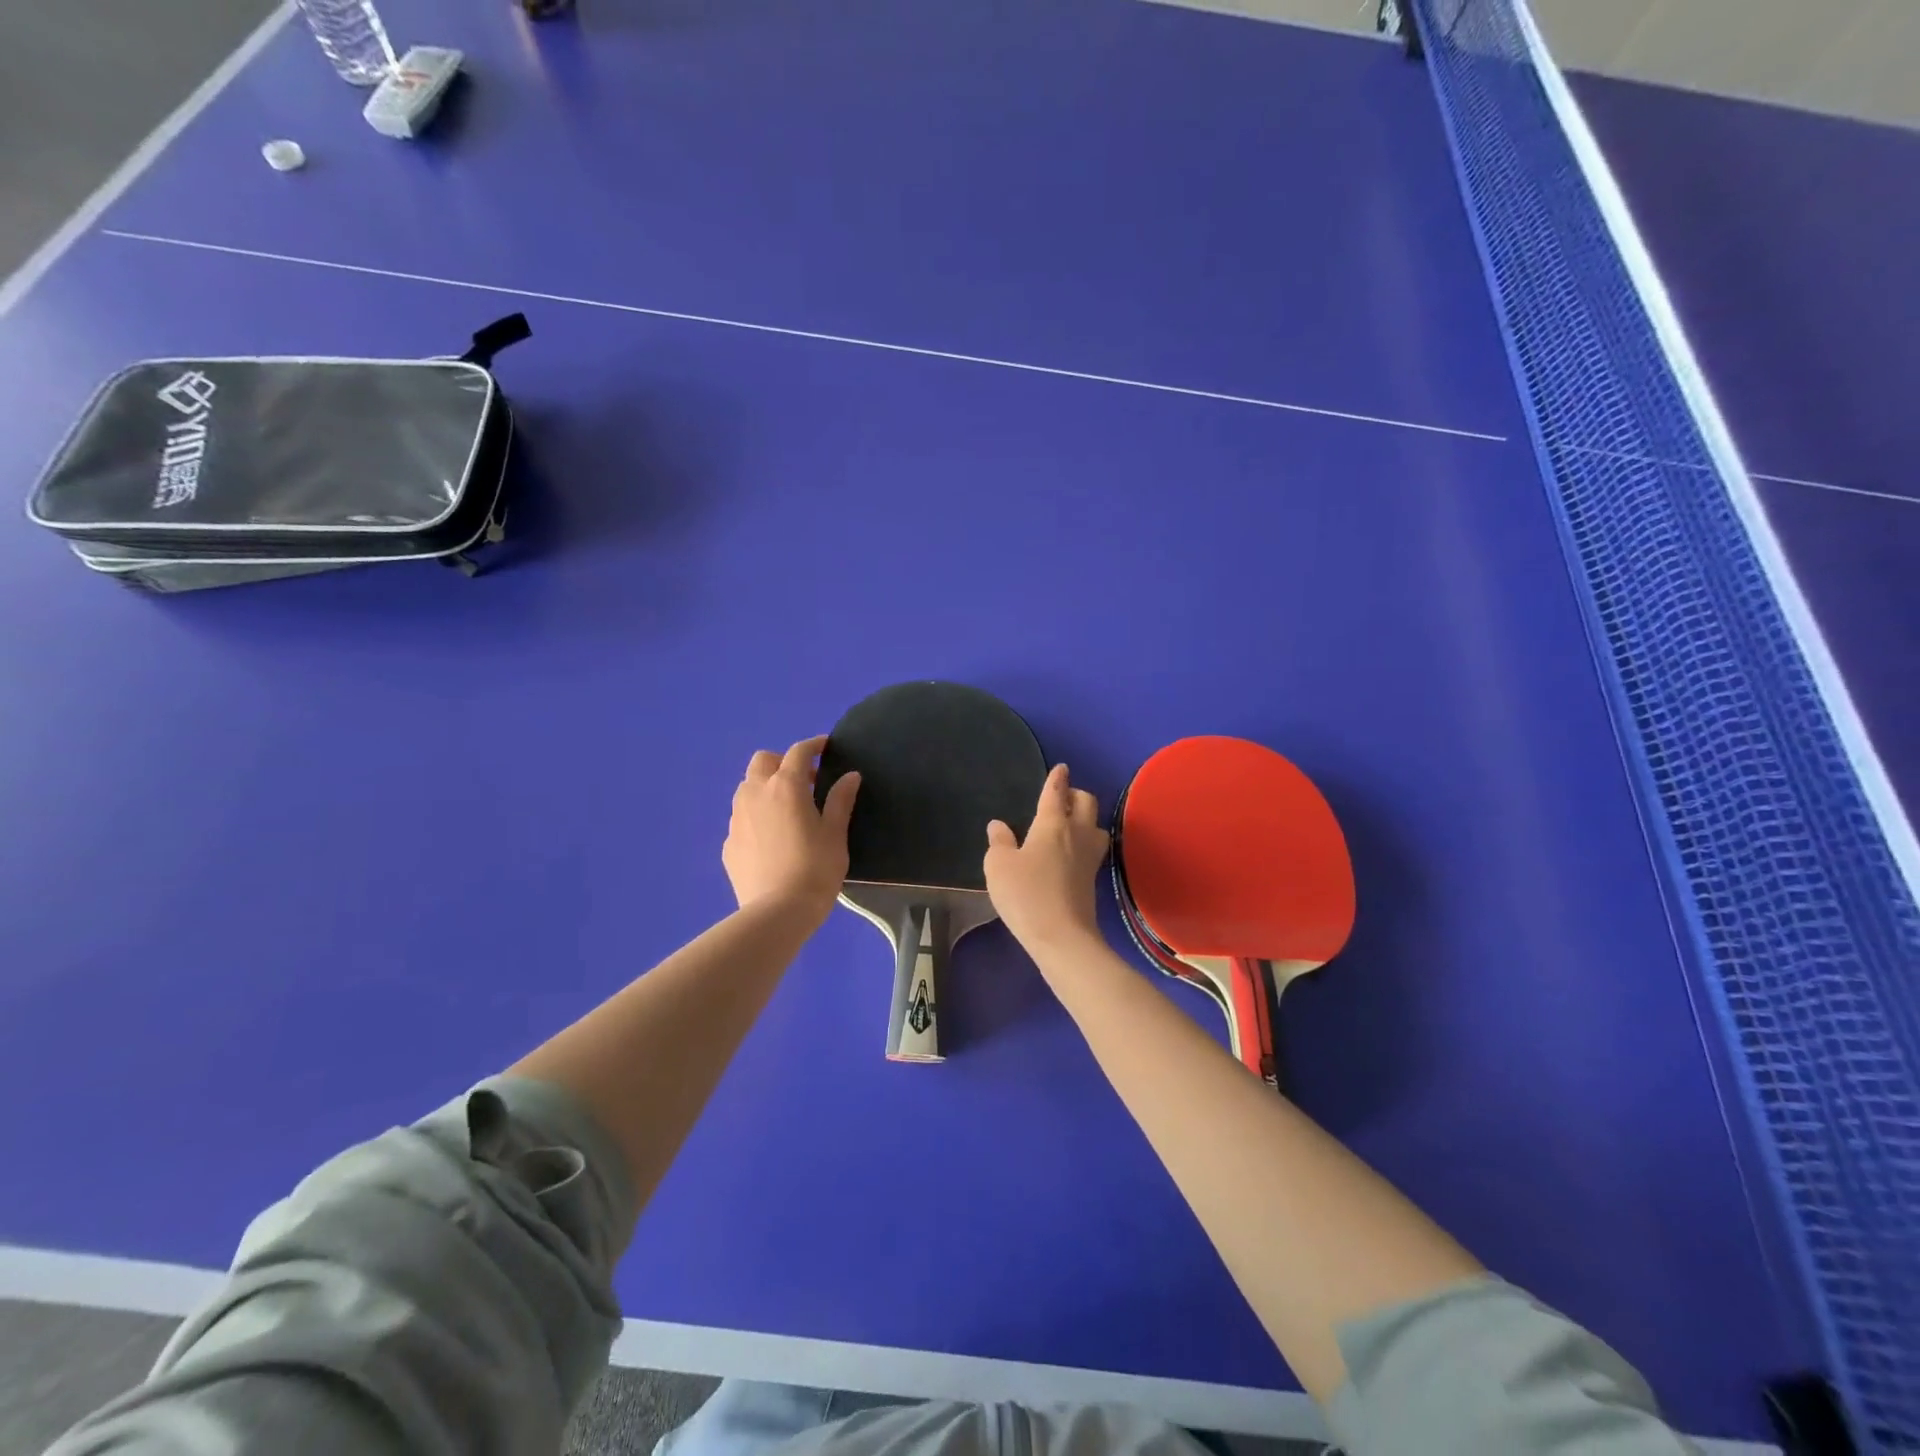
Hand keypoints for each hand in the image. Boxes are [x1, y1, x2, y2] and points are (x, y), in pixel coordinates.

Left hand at [723, 737, 859, 917]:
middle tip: (805, 781)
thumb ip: (840, 800)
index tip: (826, 747)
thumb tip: (850, 776)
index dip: (813, 745)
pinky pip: (742, 818)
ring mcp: (737, 819)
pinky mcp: (728, 843)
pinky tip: (772, 839)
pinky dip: (757, 816)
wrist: (776, 912)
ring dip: (766, 787)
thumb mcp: (835, 834)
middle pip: (763, 761)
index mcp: (785, 787)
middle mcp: (755, 794)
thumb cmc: (815, 869)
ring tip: (787, 809)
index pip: (798, 752)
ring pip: (747, 788)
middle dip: (782, 762)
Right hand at [984, 764, 1108, 951]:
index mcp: (1053, 824)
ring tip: (1070, 824)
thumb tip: (999, 825)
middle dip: (1076, 794)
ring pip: (1096, 825)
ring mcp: (1090, 857)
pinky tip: (1071, 852)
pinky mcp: (1094, 879)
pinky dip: (1085, 841)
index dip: (1057, 778)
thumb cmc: (1026, 894)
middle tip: (1062, 798)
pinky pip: (1094, 848)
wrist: (1062, 937)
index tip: (1061, 768)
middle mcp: (1077, 834)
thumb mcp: (999, 866)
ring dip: (1086, 819)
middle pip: (1086, 803)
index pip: (1056, 792)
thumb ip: (999, 842)